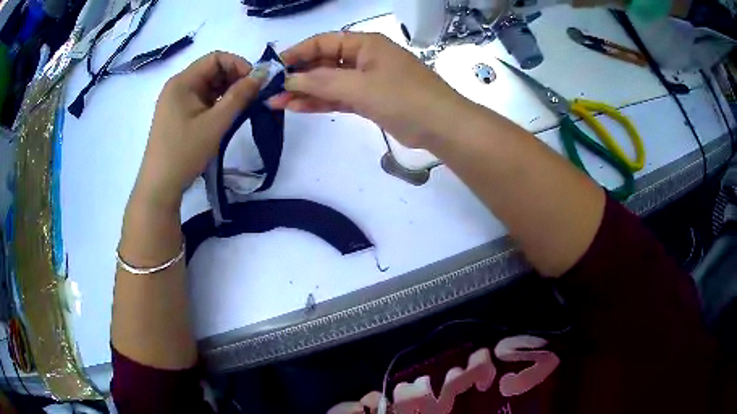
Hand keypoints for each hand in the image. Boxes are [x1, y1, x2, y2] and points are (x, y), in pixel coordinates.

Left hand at [134, 51, 265, 209]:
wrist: (159, 187)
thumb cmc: (184, 152)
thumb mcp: (215, 123)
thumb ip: (240, 96)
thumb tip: (262, 74)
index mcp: (182, 82)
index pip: (215, 58)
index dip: (238, 65)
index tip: (255, 83)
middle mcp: (178, 87)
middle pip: (212, 70)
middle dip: (235, 79)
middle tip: (253, 97)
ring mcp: (176, 102)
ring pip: (208, 86)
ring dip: (227, 92)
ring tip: (243, 108)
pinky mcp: (178, 116)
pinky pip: (202, 101)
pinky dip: (217, 104)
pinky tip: (227, 116)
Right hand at [269, 32, 471, 148]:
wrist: (440, 126)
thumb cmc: (403, 97)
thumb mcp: (360, 86)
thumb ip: (322, 82)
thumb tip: (289, 81)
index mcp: (365, 44)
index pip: (323, 42)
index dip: (298, 53)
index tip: (274, 68)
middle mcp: (364, 58)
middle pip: (324, 62)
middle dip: (298, 77)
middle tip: (271, 92)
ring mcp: (367, 80)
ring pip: (329, 83)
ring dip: (305, 93)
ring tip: (277, 104)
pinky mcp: (369, 100)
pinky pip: (339, 97)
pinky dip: (321, 103)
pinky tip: (299, 109)